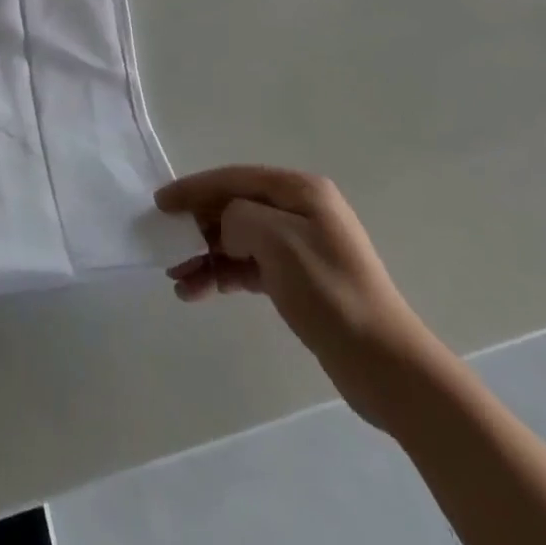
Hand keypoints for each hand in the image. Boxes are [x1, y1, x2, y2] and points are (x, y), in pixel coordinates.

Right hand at [156, 166, 440, 430]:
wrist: (386, 366)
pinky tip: (199, 291)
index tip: (160, 203)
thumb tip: (227, 229)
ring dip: (206, 255)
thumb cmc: (330, 292)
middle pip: (234, 207)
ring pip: (238, 239)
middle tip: (166, 246)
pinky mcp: (298, 281)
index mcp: (300, 190)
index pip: (234, 178)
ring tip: (178, 279)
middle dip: (198, 226)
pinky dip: (224, 275)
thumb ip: (238, 217)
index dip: (194, 188)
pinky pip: (249, 266)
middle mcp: (300, 210)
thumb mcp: (277, 240)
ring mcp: (300, 246)